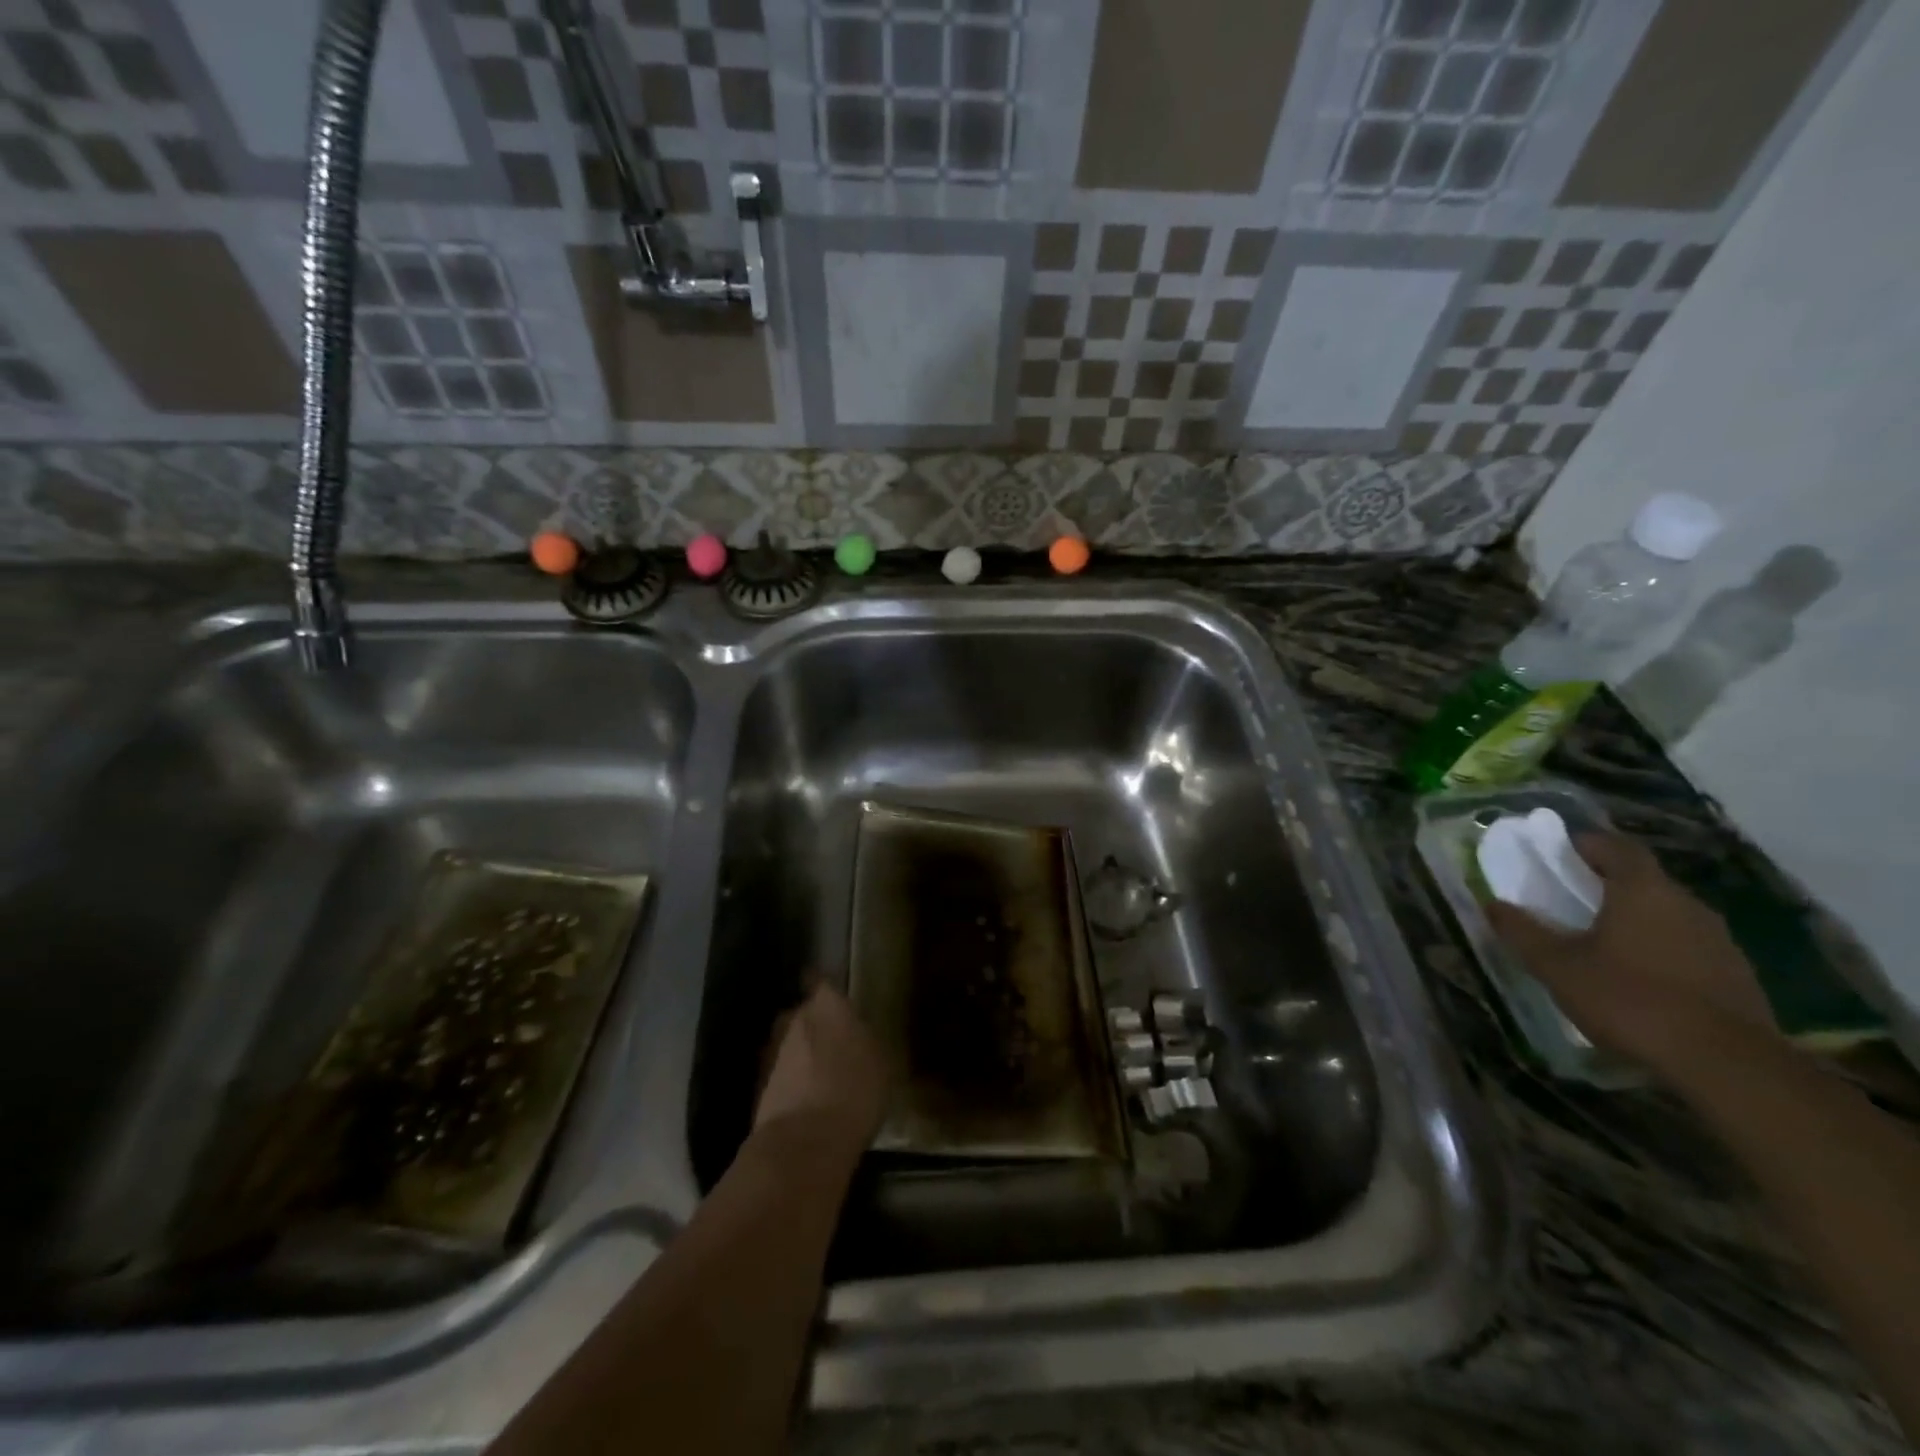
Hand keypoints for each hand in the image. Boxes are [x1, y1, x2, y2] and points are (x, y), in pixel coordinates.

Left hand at [752, 981, 886, 1166]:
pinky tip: (806, 1099)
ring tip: (820, 1076)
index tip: (833, 996)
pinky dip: (790, 1081)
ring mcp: (771, 1051)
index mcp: (827, 1005)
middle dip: (813, 1025)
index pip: (820, 980)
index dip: (825, 988)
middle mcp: (794, 1018)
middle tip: (833, 1042)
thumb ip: (864, 1038)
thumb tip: (857, 1033)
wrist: (803, 1143)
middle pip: (802, 1013)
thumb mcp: (880, 1062)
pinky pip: (780, 1074)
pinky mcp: (757, 1085)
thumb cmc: (854, 1092)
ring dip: (800, 1055)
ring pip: (788, 1044)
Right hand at [1487, 832, 1779, 1079]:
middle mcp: (1687, 904)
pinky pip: (1687, 945)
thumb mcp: (1557, 966)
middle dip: (1606, 882)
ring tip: (1601, 939)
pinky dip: (1659, 948)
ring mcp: (1719, 940)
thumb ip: (1522, 932)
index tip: (1558, 852)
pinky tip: (1639, 976)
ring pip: (1667, 913)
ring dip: (1635, 917)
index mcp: (1643, 891)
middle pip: (1643, 879)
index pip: (1616, 847)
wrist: (1728, 1066)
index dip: (1586, 843)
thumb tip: (1493, 905)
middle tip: (1570, 897)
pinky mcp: (1735, 975)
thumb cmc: (1630, 999)